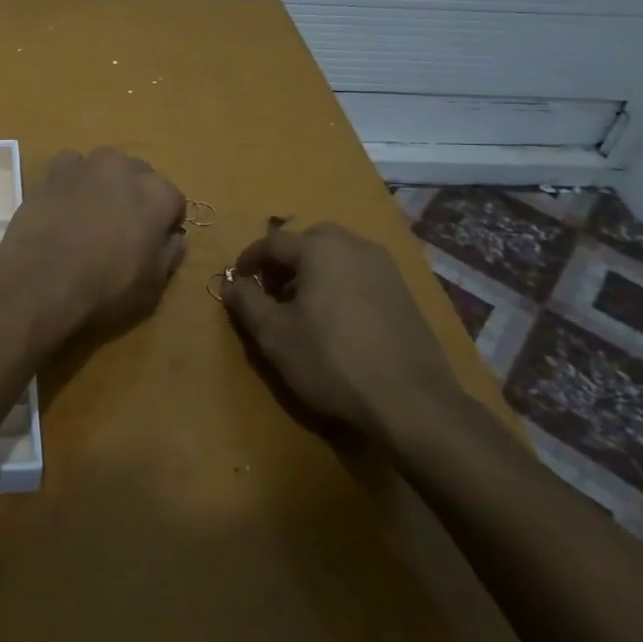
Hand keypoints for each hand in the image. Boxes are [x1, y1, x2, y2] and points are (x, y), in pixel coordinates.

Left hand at [0, 147, 186, 343]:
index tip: (154, 241)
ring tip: (92, 211)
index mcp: (158, 195)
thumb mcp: (152, 285)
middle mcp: (126, 169)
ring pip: (107, 164)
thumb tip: (176, 237)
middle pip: (141, 175)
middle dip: (137, 195)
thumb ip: (170, 254)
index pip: (173, 199)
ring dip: (106, 182)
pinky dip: (73, 178)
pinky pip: (71, 165)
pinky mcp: (54, 170)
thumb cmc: (105, 287)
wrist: (41, 280)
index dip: (166, 221)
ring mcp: (88, 165)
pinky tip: (64, 201)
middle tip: (122, 227)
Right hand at [221, 222, 462, 445]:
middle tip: (273, 289)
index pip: (273, 242)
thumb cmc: (331, 361)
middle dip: (287, 259)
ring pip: (339, 255)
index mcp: (319, 249)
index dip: (249, 259)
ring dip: (315, 270)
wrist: (411, 401)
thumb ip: (247, 302)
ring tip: (304, 305)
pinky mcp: (405, 292)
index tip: (237, 280)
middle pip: (310, 240)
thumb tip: (231, 283)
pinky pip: (361, 274)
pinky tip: (338, 319)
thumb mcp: (274, 335)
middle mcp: (354, 246)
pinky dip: (341, 283)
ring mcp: (385, 268)